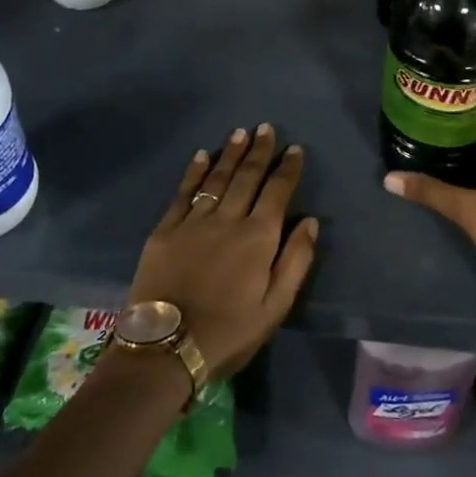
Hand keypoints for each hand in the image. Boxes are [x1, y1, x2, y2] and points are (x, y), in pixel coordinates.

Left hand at [128, 124, 319, 380]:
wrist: (166, 348)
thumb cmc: (229, 332)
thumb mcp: (275, 307)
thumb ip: (296, 261)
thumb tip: (310, 221)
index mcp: (258, 238)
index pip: (277, 193)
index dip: (287, 169)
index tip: (294, 149)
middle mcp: (228, 220)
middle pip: (247, 177)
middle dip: (259, 151)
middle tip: (266, 128)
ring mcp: (193, 222)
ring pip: (216, 179)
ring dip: (230, 154)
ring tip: (240, 133)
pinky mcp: (165, 230)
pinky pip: (183, 193)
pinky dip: (194, 172)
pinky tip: (202, 155)